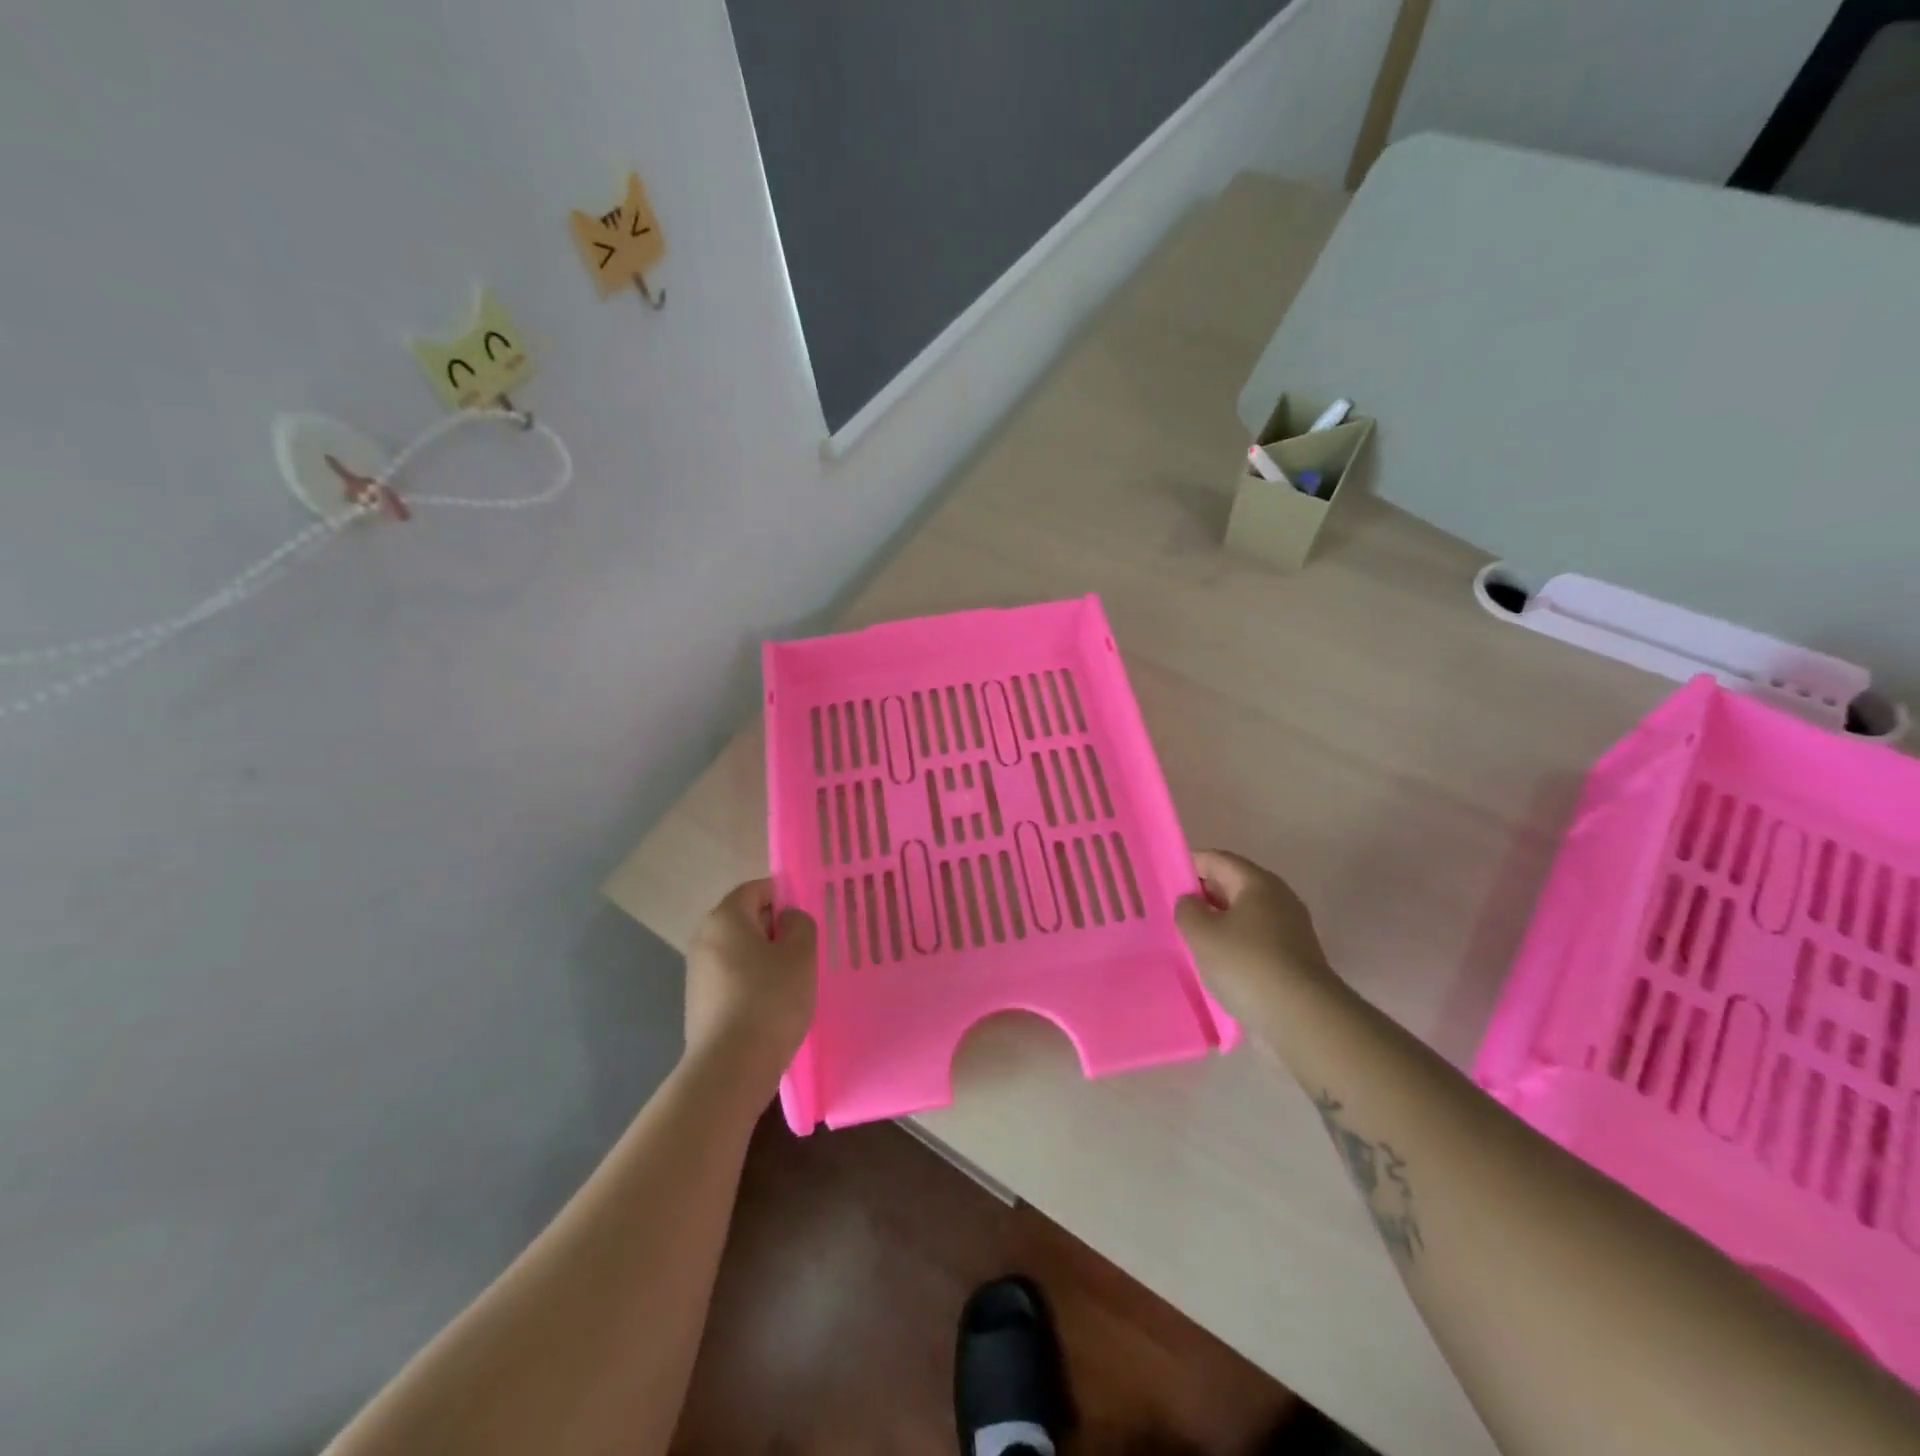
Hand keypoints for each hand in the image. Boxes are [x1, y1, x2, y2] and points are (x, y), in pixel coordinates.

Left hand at [684, 879, 816, 1083]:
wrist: (730, 1067)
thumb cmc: (770, 999)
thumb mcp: (801, 954)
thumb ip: (800, 924)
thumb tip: (787, 920)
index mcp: (725, 917)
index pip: (757, 889)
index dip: (785, 897)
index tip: (807, 920)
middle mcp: (704, 938)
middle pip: (746, 919)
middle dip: (776, 930)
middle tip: (805, 951)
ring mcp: (697, 973)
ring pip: (740, 951)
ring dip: (765, 959)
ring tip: (792, 982)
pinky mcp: (699, 1003)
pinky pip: (732, 978)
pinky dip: (752, 983)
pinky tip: (772, 1006)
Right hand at [1175, 850, 1333, 1028]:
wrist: (1302, 1019)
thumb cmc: (1246, 964)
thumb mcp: (1202, 933)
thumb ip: (1187, 910)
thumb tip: (1191, 902)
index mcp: (1258, 883)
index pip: (1217, 860)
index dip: (1189, 864)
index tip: (1164, 879)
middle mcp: (1279, 900)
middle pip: (1233, 886)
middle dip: (1202, 895)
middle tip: (1172, 911)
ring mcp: (1290, 931)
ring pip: (1244, 917)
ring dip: (1217, 924)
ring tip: (1188, 940)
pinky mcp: (1293, 961)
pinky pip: (1254, 942)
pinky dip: (1233, 947)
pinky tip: (1215, 965)